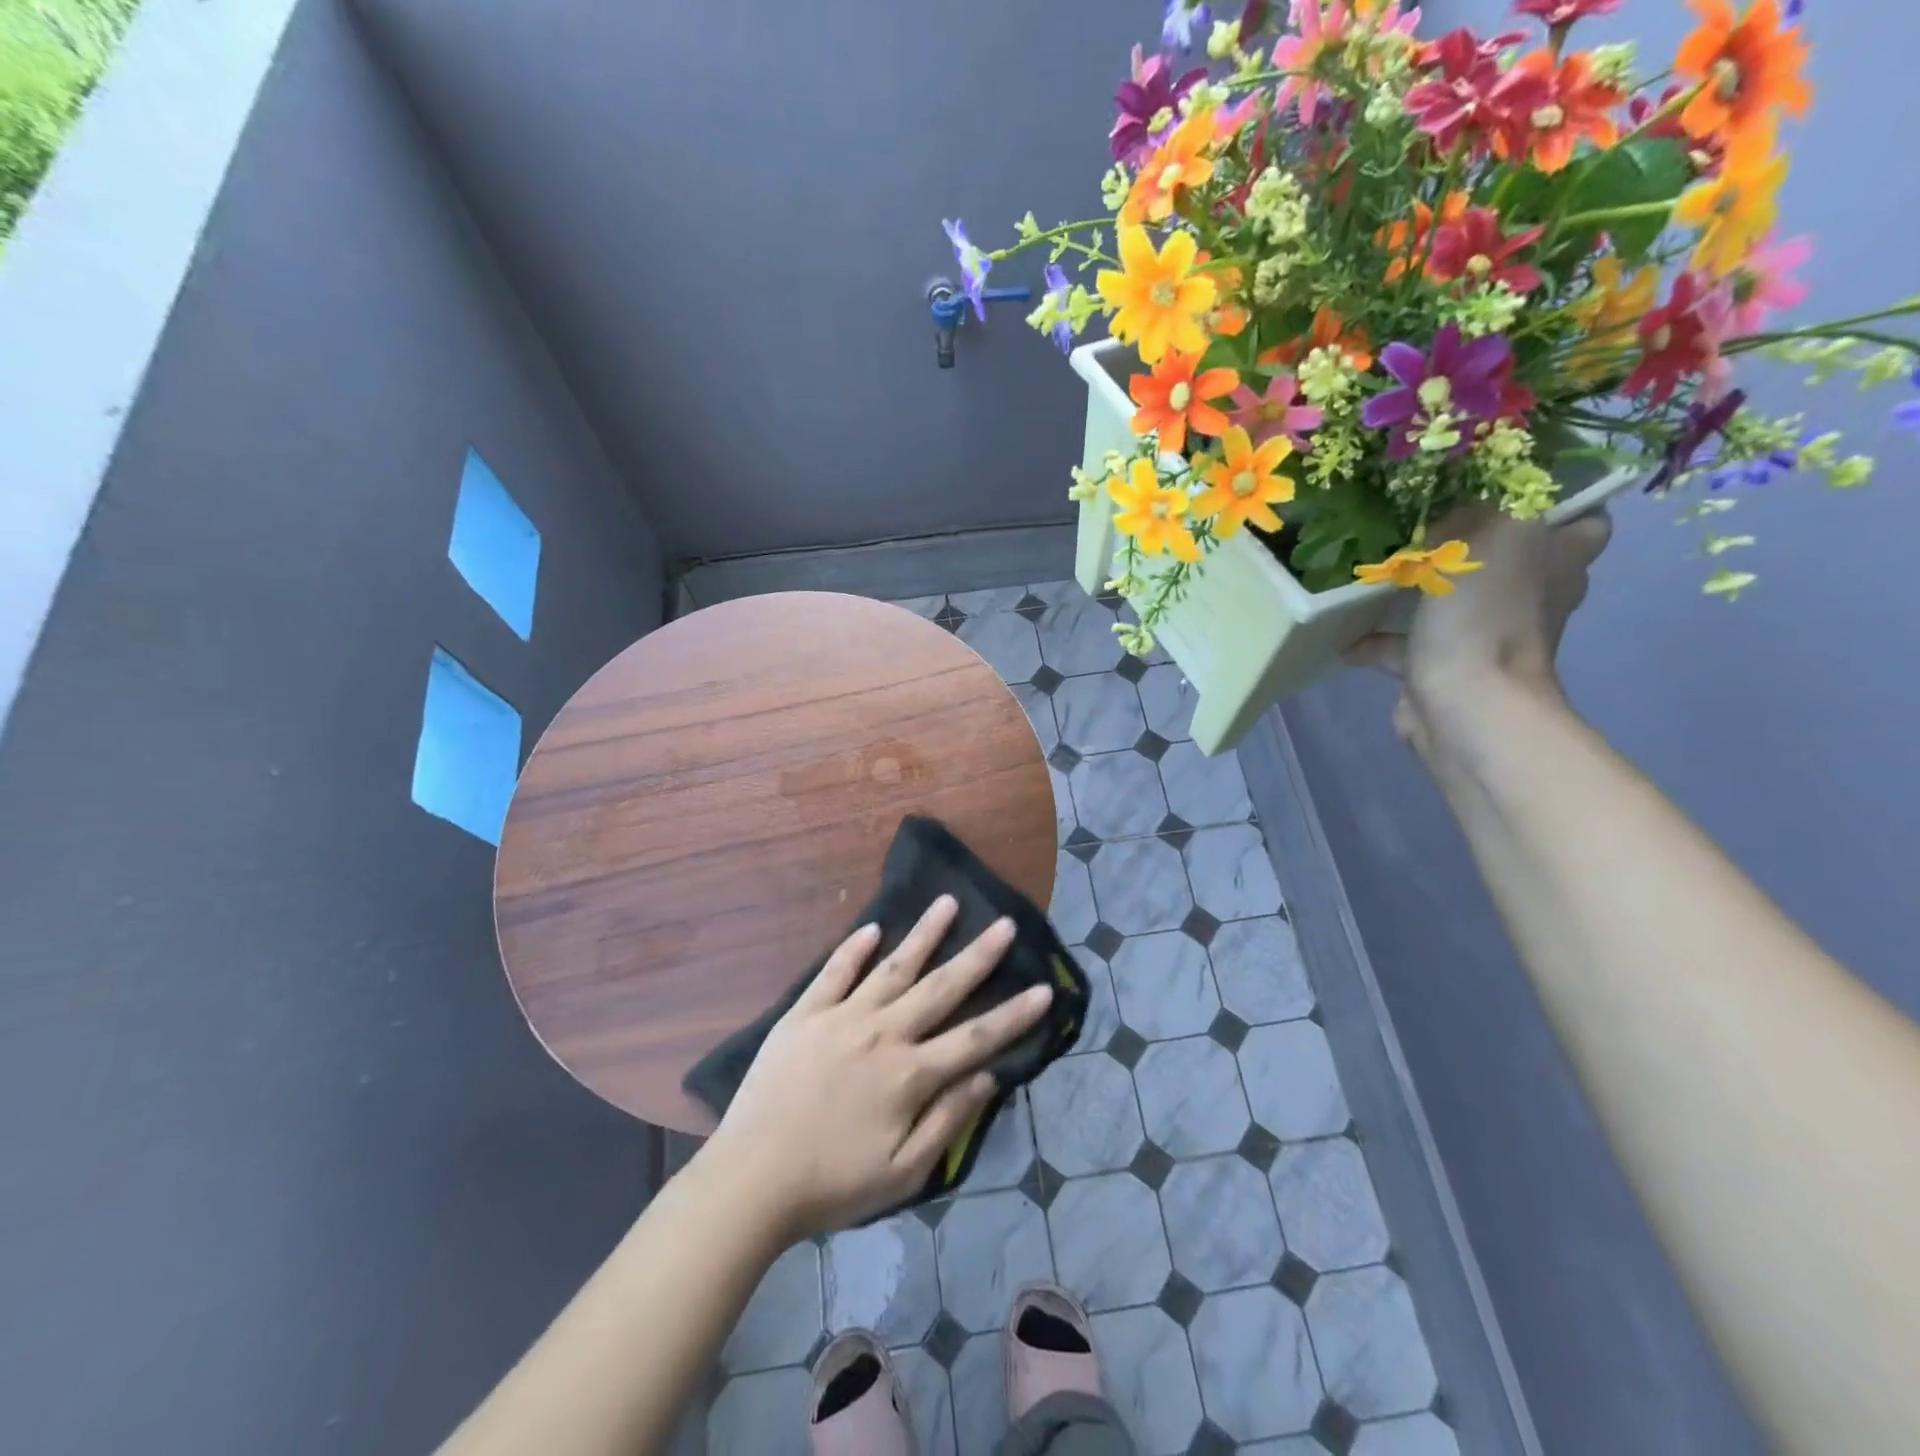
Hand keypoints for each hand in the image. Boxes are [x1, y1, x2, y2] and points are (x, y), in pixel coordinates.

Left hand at [701, 896, 1051, 1243]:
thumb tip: (988, 1077)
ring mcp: (841, 1017)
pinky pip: (834, 972)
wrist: (750, 1179)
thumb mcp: (902, 1173)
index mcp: (910, 1074)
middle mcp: (883, 1033)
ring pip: (893, 967)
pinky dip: (853, 949)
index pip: (976, 1037)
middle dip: (978, 956)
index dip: (1014, 1015)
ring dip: (923, 934)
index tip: (1044, 988)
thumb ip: (948, 1122)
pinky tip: (872, 927)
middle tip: (1006, 925)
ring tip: (947, 902)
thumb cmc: (831, 1184)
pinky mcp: (804, 1014)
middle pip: (941, 988)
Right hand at [1347, 506, 1611, 759]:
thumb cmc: (1487, 613)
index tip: (1506, 483)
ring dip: (1418, 587)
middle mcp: (1531, 595)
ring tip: (1378, 566)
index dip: (1554, 497)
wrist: (1463, 702)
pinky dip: (1377, 637)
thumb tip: (1450, 509)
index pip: (1581, 517)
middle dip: (1471, 538)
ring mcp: (1487, 633)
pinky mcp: (1443, 665)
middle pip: (1509, 556)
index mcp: (1560, 559)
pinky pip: (1407, 643)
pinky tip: (1345, 629)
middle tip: (1426, 516)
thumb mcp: (1490, 533)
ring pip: (1454, 599)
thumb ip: (1478, 506)